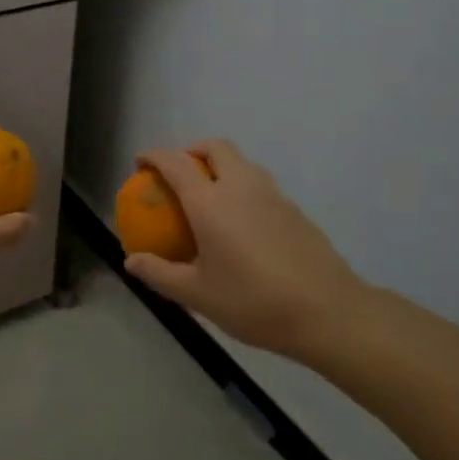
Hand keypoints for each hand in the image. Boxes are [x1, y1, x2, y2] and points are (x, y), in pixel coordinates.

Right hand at [124, 141, 369, 360]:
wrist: (327, 312)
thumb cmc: (253, 301)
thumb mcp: (197, 294)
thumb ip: (160, 273)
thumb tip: (131, 260)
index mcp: (211, 202)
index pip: (176, 163)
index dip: (154, 156)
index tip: (141, 163)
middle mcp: (241, 187)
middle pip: (215, 147)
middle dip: (192, 150)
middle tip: (178, 174)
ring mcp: (273, 195)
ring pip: (242, 163)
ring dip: (221, 166)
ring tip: (209, 197)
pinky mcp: (295, 210)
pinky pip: (260, 185)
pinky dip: (242, 188)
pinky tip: (241, 225)